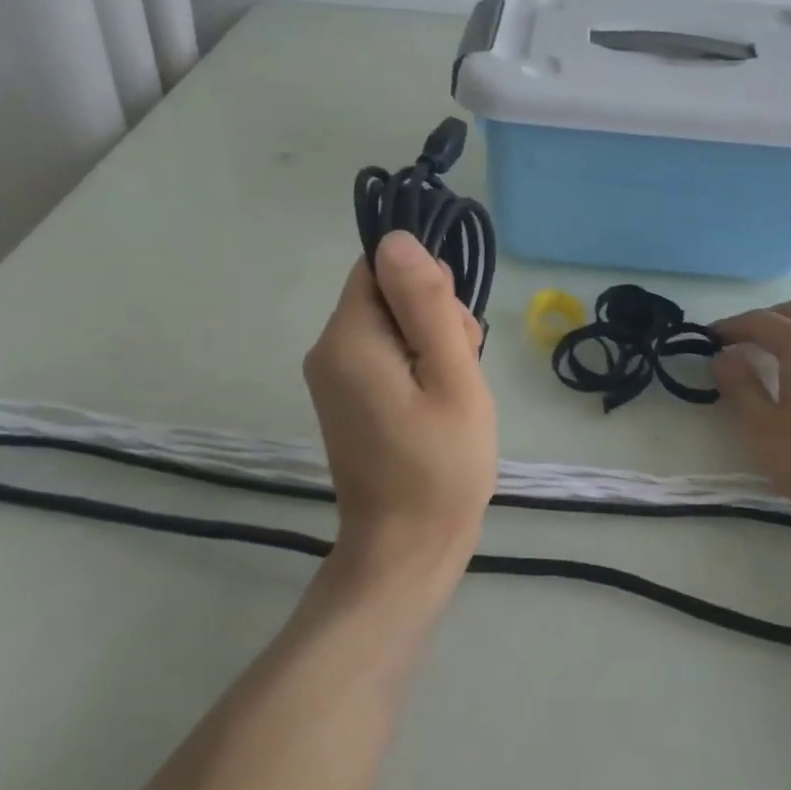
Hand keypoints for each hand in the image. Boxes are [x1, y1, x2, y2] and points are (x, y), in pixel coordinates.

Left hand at [304, 232, 497, 566]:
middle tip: (462, 367)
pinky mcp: (348, 397)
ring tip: (455, 392)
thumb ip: (427, 304)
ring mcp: (335, 376)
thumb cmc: (440, 465)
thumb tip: (399, 238)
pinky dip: (419, 365)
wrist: (407, 550)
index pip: (381, 264)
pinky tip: (441, 400)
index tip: (454, 326)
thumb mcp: (451, 376)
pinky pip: (387, 353)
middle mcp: (328, 349)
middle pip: (387, 292)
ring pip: (392, 323)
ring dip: (432, 342)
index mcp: (348, 338)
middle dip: (434, 315)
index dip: (426, 283)